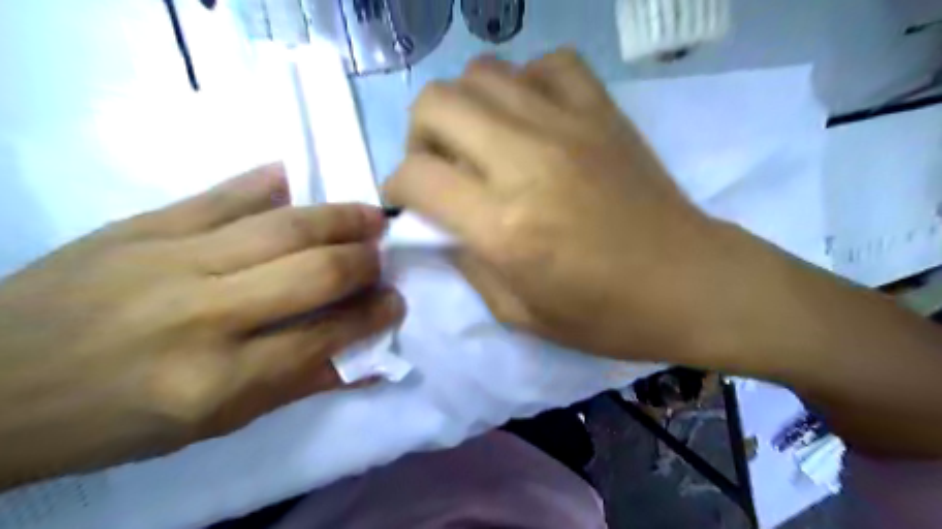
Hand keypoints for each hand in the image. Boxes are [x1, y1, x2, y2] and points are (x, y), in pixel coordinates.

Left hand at [1, 164, 399, 487]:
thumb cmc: (114, 417)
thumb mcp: (212, 423)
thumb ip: (296, 385)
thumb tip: (364, 359)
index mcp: (217, 381)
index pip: (324, 337)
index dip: (371, 316)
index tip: (397, 302)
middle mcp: (204, 314)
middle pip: (312, 273)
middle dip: (363, 262)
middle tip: (383, 256)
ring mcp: (171, 259)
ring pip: (282, 226)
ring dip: (338, 217)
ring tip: (369, 216)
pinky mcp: (144, 225)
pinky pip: (225, 194)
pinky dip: (270, 182)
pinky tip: (299, 178)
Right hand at [381, 51, 727, 361]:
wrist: (689, 285)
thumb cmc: (603, 315)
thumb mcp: (517, 313)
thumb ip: (466, 263)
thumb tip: (439, 225)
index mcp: (504, 225)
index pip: (416, 175)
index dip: (397, 185)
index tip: (408, 201)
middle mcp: (526, 161)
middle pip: (436, 103)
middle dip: (419, 135)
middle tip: (440, 167)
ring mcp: (568, 125)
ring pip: (482, 72)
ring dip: (465, 107)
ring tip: (481, 143)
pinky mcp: (602, 112)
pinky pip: (547, 64)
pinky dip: (525, 84)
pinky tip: (532, 119)